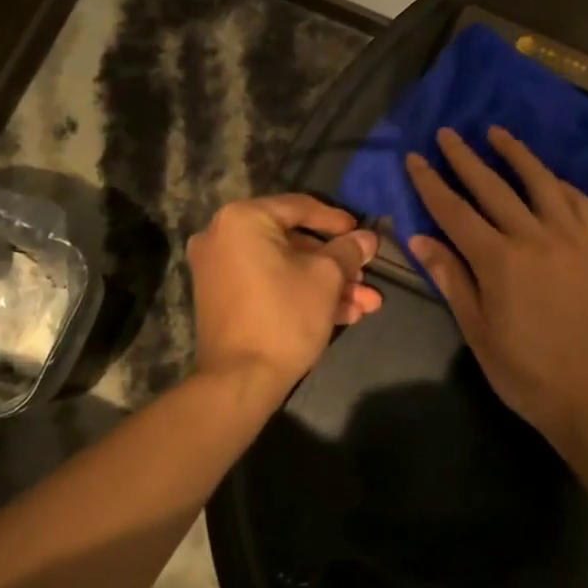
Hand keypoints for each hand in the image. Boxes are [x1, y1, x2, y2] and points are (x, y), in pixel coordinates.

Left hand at [187, 195, 383, 401]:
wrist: (240, 380)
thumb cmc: (285, 315)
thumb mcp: (327, 277)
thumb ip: (348, 251)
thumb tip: (367, 238)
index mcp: (243, 219)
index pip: (299, 207)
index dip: (336, 221)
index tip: (361, 235)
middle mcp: (223, 236)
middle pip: (293, 241)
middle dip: (336, 264)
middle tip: (366, 276)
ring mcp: (219, 269)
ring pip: (285, 267)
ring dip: (327, 284)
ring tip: (367, 304)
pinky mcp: (224, 298)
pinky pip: (268, 283)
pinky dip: (301, 293)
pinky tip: (344, 315)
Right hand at [405, 127, 587, 445]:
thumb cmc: (525, 371)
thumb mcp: (477, 330)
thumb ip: (451, 278)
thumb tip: (419, 238)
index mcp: (499, 260)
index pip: (454, 211)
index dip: (431, 183)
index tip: (416, 157)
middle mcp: (535, 237)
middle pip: (493, 186)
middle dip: (465, 157)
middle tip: (448, 132)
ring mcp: (572, 238)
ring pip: (540, 183)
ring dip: (516, 154)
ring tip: (497, 133)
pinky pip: (579, 202)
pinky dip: (558, 184)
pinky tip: (547, 178)